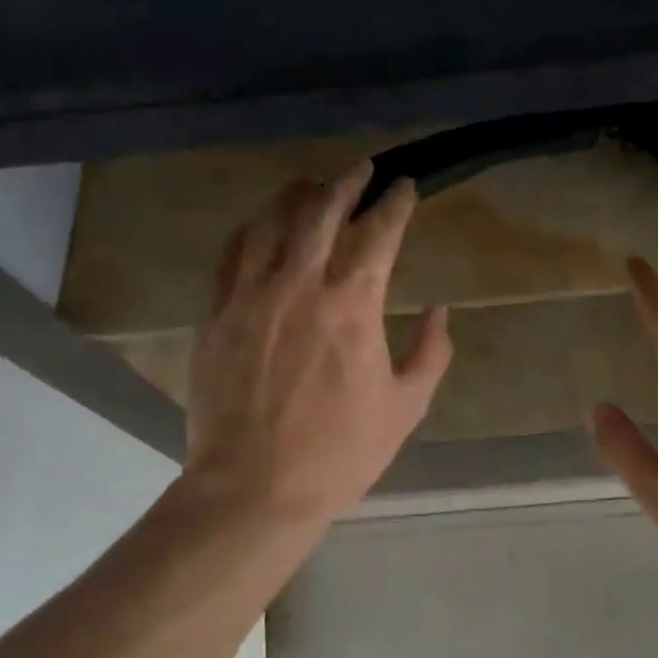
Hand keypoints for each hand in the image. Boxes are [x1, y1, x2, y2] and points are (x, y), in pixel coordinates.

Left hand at [180, 163, 451, 539]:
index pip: (378, 232)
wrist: (254, 488)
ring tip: (312, 186)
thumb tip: (439, 311)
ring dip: (296, 196)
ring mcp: (251, 296)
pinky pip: (230, 254)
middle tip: (362, 169)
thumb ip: (430, 353)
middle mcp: (300, 285)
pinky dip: (250, 229)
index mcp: (352, 305)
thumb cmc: (339, 452)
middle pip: (321, 210)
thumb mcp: (405, 407)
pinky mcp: (217, 314)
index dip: (395, 202)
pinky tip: (261, 225)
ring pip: (270, 222)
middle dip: (346, 182)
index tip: (405, 186)